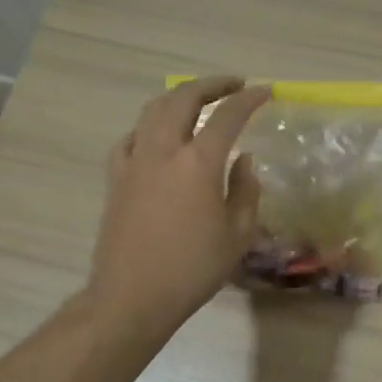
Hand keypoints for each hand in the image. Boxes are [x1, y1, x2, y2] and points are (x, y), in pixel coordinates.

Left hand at [86, 77, 271, 336]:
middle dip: (211, 85)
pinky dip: (150, 126)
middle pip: (183, 98)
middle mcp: (163, 151)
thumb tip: (244, 160)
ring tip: (197, 100)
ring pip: (153, 110)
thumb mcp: (237, 234)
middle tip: (233, 85)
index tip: (265, 92)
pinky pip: (131, 137)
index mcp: (198, 164)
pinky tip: (158, 135)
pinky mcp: (116, 178)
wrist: (132, 296)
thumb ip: (246, 190)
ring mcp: (134, 162)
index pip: (228, 116)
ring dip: (178, 97)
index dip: (249, 99)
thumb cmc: (193, 269)